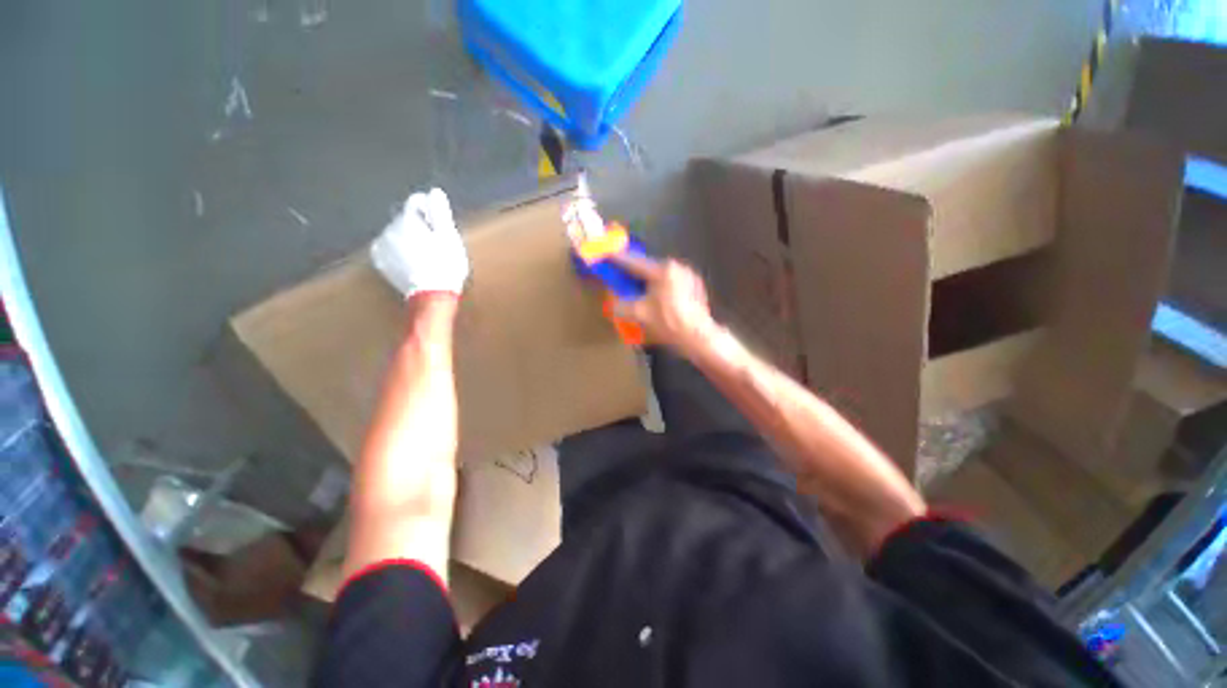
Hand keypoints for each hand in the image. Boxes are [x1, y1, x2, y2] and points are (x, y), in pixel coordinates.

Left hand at [371, 188, 469, 299]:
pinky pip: (390, 248)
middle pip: (406, 218)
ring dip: (409, 238)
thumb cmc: (445, 265)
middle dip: (419, 225)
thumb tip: (434, 191)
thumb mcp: (449, 237)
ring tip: (425, 254)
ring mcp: (382, 246)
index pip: (415, 201)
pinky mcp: (381, 262)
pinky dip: (399, 251)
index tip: (441, 225)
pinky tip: (412, 261)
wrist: (431, 294)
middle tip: (436, 243)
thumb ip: (440, 212)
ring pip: (397, 233)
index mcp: (407, 220)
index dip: (431, 210)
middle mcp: (389, 228)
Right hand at [608, 254, 716, 353]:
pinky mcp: (696, 289)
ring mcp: (689, 277)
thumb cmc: (668, 323)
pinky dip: (660, 290)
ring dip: (648, 283)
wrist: (698, 338)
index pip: (634, 263)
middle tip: (621, 278)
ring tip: (637, 292)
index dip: (618, 260)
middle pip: (649, 269)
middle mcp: (677, 268)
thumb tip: (612, 303)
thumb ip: (620, 306)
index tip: (607, 255)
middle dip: (634, 274)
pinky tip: (656, 302)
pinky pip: (671, 285)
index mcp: (663, 270)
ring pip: (661, 277)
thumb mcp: (638, 315)